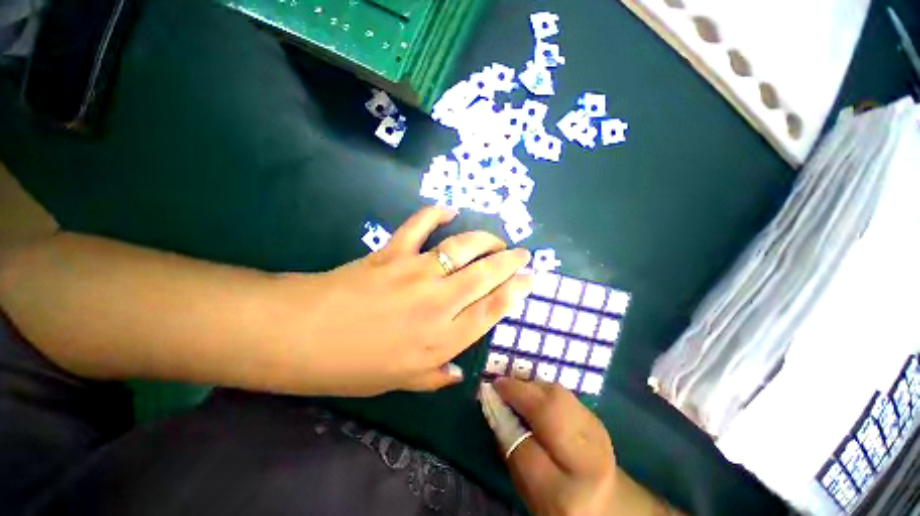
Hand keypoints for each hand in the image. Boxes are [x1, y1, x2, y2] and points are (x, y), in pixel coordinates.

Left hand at [279, 207, 532, 395]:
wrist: (300, 336)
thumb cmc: (350, 366)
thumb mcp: (398, 383)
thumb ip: (435, 377)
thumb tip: (460, 373)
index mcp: (441, 340)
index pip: (492, 310)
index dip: (515, 292)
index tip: (529, 279)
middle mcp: (437, 304)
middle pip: (485, 276)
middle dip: (509, 262)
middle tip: (522, 253)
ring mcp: (415, 273)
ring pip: (462, 248)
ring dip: (485, 240)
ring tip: (497, 239)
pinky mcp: (392, 253)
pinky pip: (419, 226)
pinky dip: (435, 214)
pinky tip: (448, 210)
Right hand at [493, 378, 617, 515]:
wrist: (605, 499)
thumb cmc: (557, 498)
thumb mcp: (528, 488)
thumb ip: (511, 451)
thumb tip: (495, 408)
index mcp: (565, 496)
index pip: (526, 450)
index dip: (504, 417)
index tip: (488, 395)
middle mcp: (587, 461)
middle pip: (550, 412)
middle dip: (520, 392)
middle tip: (500, 384)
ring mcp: (597, 435)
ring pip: (558, 396)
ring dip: (531, 386)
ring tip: (514, 387)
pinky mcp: (596, 417)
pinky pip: (564, 393)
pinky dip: (544, 388)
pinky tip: (534, 392)